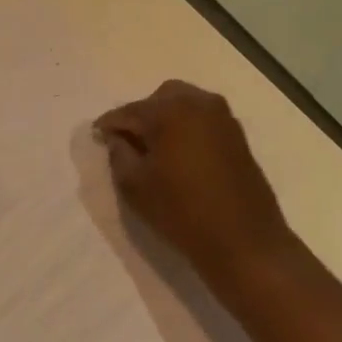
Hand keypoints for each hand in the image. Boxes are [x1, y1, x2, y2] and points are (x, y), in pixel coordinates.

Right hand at [94, 80, 291, 289]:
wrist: (244, 242)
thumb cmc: (182, 212)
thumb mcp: (136, 186)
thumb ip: (118, 154)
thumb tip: (117, 137)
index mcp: (170, 110)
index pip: (130, 111)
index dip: (110, 124)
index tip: (96, 135)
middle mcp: (198, 102)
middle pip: (159, 99)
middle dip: (141, 116)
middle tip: (127, 142)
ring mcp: (222, 116)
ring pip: (184, 104)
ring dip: (165, 119)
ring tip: (153, 148)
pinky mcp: (236, 133)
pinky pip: (202, 118)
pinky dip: (186, 127)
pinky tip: (178, 152)